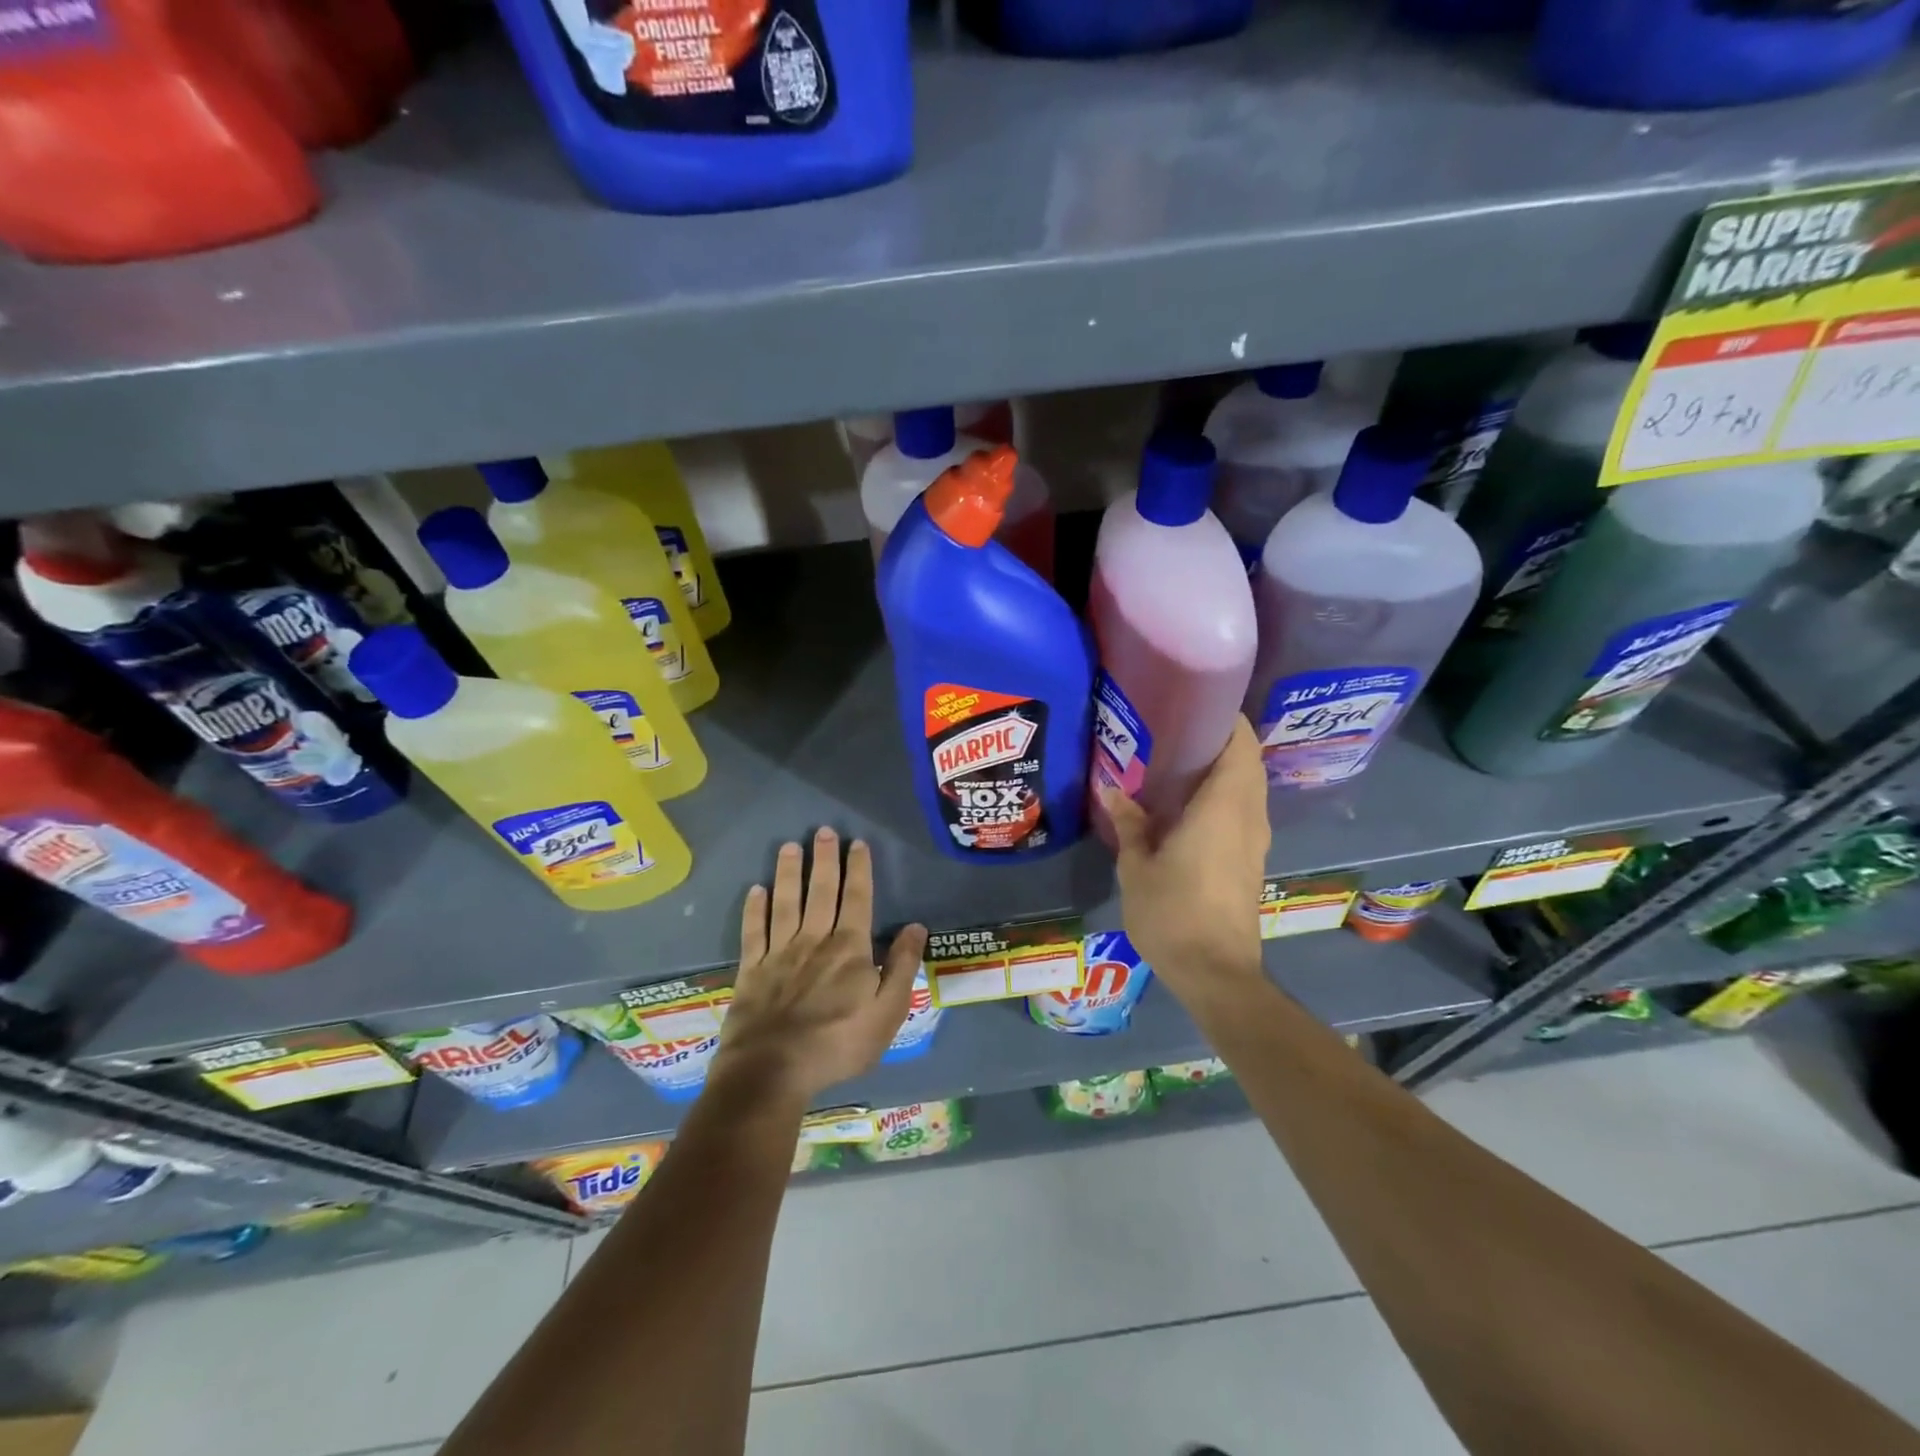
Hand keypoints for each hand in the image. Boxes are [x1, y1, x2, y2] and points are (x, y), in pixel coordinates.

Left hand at [711, 829, 927, 1106]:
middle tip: (823, 831)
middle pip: (820, 891)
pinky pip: (753, 931)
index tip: (857, 843)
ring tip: (789, 846)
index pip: (857, 899)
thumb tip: (916, 927)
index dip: (858, 870)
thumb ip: (902, 967)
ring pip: (785, 903)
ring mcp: (779, 953)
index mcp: (850, 949)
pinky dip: (754, 909)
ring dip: (788, 873)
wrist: (772, 1071)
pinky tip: (754, 890)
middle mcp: (814, 940)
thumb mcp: (887, 1012)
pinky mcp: (752, 970)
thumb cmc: (838, 1044)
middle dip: (824, 859)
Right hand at [1102, 717, 1269, 1001]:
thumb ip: (1130, 823)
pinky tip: (1189, 804)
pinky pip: (1244, 810)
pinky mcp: (1252, 860)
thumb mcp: (1137, 867)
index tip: (1197, 704)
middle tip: (1179, 730)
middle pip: (1248, 763)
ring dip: (1225, 769)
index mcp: (1224, 808)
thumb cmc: (1173, 913)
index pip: (1241, 746)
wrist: (1216, 972)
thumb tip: (1112, 789)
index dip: (1227, 719)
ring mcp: (1255, 840)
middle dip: (1222, 741)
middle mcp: (1249, 816)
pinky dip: (1226, 795)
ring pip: (1249, 788)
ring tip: (1181, 762)